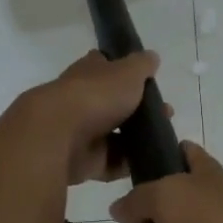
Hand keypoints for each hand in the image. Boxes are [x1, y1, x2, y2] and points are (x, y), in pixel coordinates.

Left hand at [9, 49, 161, 185]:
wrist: (58, 136)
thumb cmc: (95, 96)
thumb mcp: (127, 72)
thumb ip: (142, 65)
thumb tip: (152, 57)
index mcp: (88, 73)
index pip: (104, 66)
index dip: (124, 71)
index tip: (147, 81)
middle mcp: (82, 100)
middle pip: (113, 105)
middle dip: (139, 111)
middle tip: (165, 114)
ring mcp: (81, 132)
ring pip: (114, 136)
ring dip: (137, 139)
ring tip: (161, 139)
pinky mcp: (82, 161)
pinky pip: (109, 163)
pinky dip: (126, 164)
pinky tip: (147, 161)